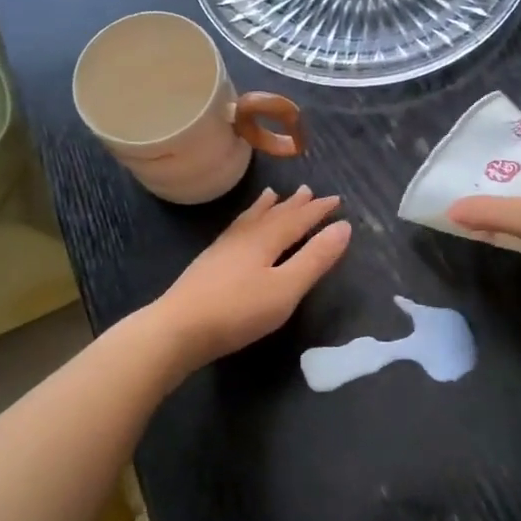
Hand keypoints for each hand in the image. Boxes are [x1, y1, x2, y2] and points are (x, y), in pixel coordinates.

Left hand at [147, 185, 351, 370]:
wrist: (177, 329)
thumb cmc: (238, 311)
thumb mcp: (286, 288)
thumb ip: (315, 258)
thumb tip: (343, 226)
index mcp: (265, 240)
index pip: (297, 219)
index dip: (318, 210)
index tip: (337, 200)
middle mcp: (243, 238)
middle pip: (272, 215)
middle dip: (293, 205)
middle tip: (308, 190)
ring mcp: (222, 250)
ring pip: (250, 221)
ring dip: (265, 208)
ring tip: (271, 194)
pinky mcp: (207, 265)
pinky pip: (235, 231)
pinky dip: (244, 223)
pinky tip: (238, 231)